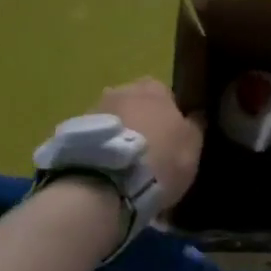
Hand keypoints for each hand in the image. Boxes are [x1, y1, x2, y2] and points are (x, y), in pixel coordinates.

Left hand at [97, 78, 204, 209]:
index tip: (172, 138)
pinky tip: (106, 171)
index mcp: (154, 88)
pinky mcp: (73, 133)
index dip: (170, 115)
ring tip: (124, 165)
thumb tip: (197, 115)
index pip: (166, 94)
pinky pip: (95, 138)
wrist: (107, 181)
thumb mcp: (193, 145)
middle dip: (141, 122)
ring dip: (119, 135)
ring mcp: (94, 109)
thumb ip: (195, 126)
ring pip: (113, 120)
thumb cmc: (161, 158)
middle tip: (148, 151)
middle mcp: (122, 90)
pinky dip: (101, 149)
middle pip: (136, 104)